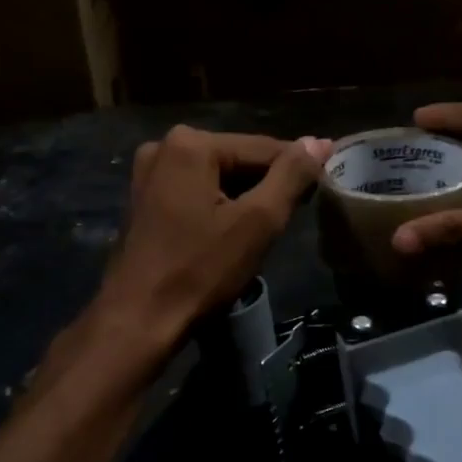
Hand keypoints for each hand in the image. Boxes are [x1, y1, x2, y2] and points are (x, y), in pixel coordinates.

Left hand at [92, 126, 330, 350]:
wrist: (138, 319)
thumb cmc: (201, 270)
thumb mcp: (258, 222)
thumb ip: (292, 176)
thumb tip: (320, 142)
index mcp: (191, 143)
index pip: (265, 148)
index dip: (298, 170)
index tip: (323, 190)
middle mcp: (164, 146)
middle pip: (238, 160)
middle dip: (268, 185)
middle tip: (294, 216)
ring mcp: (148, 173)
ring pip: (217, 177)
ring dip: (245, 197)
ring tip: (266, 229)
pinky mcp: (143, 199)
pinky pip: (195, 191)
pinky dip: (218, 206)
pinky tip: (232, 233)